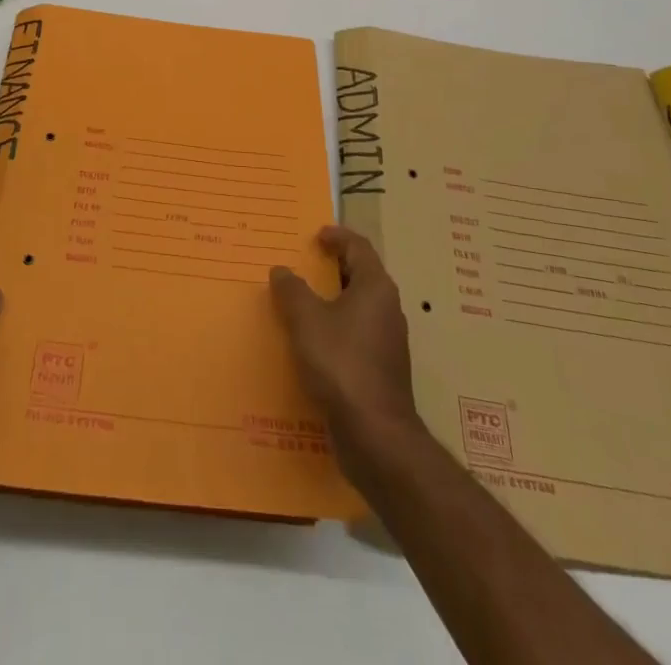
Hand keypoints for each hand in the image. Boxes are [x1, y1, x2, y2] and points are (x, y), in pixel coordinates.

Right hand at [270, 226, 422, 468]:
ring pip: (358, 308)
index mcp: (375, 288)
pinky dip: (335, 329)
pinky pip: (356, 335)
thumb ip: (292, 290)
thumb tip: (282, 271)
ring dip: (331, 301)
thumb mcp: (306, 320)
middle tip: (302, 265)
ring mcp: (388, 342)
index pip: (358, 247)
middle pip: (360, 275)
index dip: (337, 236)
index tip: (314, 236)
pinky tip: (311, 343)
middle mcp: (388, 309)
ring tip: (300, 303)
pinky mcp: (382, 370)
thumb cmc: (341, 364)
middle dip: (331, 268)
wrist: (376, 435)